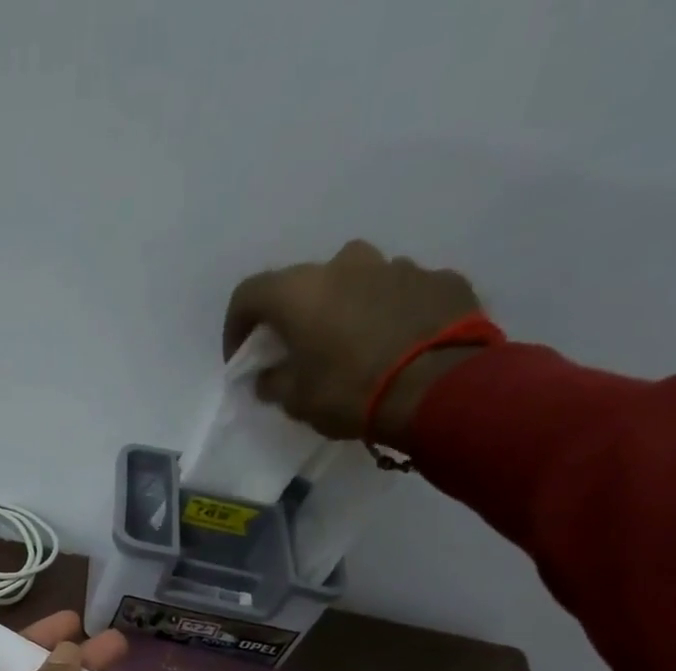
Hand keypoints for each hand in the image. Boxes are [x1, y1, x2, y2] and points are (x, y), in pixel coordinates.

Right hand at [224, 240, 483, 447]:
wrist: (439, 387)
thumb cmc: (350, 392)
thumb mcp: (296, 401)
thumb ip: (275, 381)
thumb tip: (269, 375)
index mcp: (302, 291)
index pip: (249, 294)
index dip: (237, 326)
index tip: (242, 357)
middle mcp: (346, 264)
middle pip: (308, 283)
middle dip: (298, 315)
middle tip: (301, 351)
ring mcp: (397, 266)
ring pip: (358, 282)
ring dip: (347, 309)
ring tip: (354, 349)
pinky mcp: (438, 278)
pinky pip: (401, 293)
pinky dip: (389, 314)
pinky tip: (395, 347)